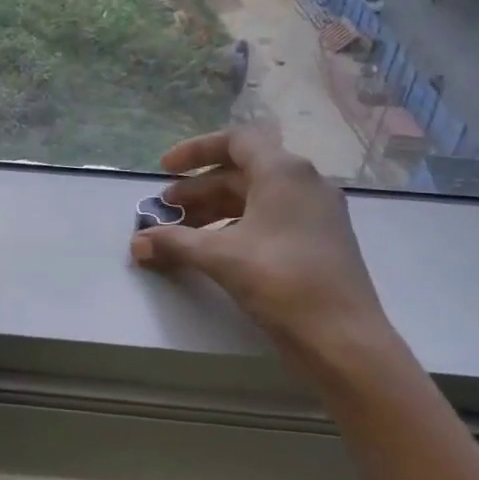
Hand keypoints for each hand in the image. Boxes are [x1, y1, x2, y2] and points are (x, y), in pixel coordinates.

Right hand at [129, 129, 388, 359]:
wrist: (342, 338)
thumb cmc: (281, 281)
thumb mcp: (219, 256)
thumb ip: (173, 242)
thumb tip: (136, 242)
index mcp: (284, 172)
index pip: (235, 141)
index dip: (195, 151)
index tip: (164, 169)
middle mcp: (304, 182)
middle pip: (241, 172)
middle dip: (197, 189)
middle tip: (165, 210)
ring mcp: (316, 212)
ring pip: (255, 197)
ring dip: (214, 210)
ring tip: (182, 232)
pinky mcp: (320, 240)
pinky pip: (270, 218)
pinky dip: (237, 226)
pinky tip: (214, 250)